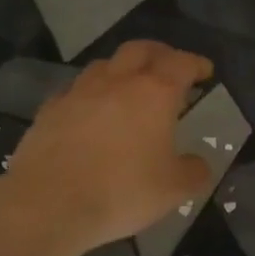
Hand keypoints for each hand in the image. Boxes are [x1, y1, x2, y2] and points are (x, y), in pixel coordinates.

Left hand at [1, 41, 212, 254]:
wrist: (49, 205)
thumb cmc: (122, 191)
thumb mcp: (174, 189)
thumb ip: (194, 172)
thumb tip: (198, 164)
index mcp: (155, 93)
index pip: (181, 63)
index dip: (196, 64)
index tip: (205, 71)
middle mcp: (117, 82)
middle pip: (140, 50)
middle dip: (160, 54)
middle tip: (170, 68)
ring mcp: (78, 93)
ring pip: (104, 65)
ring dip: (122, 69)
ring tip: (129, 87)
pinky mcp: (49, 111)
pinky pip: (74, 91)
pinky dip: (90, 94)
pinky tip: (91, 113)